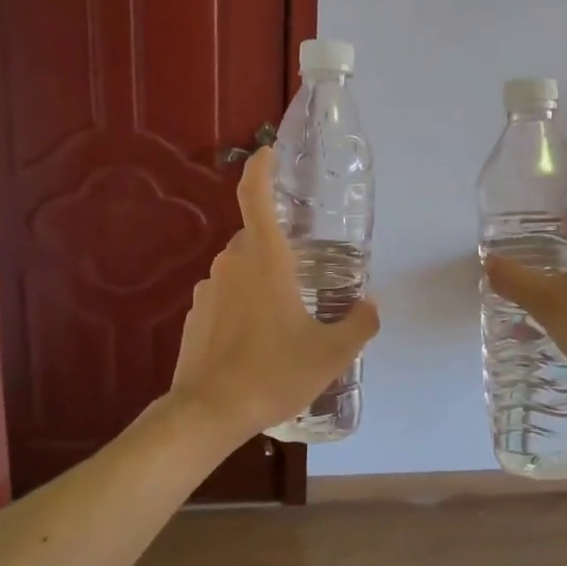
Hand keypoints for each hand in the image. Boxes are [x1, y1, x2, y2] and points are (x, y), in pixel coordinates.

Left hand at [168, 147, 379, 442]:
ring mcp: (208, 288)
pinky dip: (243, 304)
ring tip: (285, 316)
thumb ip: (359, 324)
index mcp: (265, 258)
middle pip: (256, 237)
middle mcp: (232, 263)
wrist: (208, 413)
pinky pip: (226, 294)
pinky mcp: (195, 314)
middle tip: (306, 273)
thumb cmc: (273, 372)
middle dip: (280, 247)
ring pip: (241, 268)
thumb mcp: (331, 353)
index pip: (255, 195)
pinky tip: (257, 340)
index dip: (261, 167)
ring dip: (262, 279)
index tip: (269, 151)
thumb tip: (371, 305)